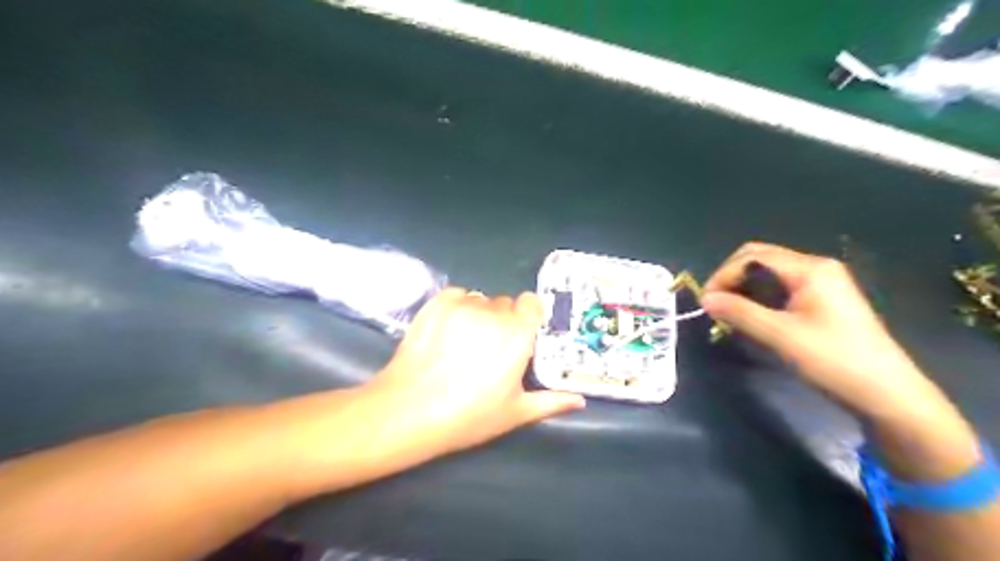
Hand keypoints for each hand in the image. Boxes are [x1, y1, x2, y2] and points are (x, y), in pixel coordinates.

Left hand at [367, 288, 587, 456]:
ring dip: (480, 313)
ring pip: (480, 300)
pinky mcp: (436, 304)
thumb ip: (550, 401)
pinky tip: (449, 328)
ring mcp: (462, 306)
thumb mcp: (515, 413)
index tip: (523, 333)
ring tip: (466, 340)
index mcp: (517, 335)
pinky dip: (457, 306)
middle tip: (491, 346)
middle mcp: (493, 313)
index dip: (529, 316)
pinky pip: (456, 295)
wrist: (409, 410)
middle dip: (504, 320)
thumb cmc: (468, 415)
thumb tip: (579, 400)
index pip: (531, 303)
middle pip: (505, 303)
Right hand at [697, 241, 946, 419]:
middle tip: (715, 304)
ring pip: (768, 273)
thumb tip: (705, 299)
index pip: (752, 257)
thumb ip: (739, 312)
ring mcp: (822, 283)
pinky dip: (759, 297)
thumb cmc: (833, 360)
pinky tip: (752, 316)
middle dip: (732, 277)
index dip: (724, 275)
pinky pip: (780, 287)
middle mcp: (816, 267)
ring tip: (729, 312)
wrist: (887, 394)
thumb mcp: (780, 336)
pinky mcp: (823, 300)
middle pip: (760, 258)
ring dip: (744, 287)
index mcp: (810, 269)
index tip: (706, 302)